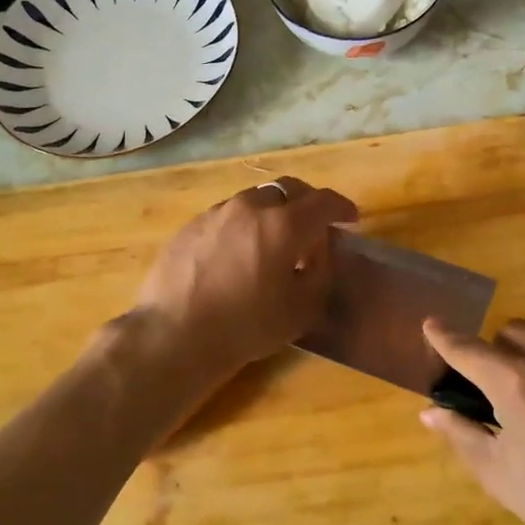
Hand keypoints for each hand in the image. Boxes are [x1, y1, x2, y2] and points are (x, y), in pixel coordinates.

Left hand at [128, 177, 357, 384]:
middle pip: (288, 189)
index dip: (342, 207)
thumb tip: (318, 251)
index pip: (323, 201)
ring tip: (273, 241)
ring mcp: (217, 212)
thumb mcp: (302, 309)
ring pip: (255, 200)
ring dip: (273, 213)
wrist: (174, 335)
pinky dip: (243, 225)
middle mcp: (251, 207)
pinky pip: (228, 215)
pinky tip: (238, 253)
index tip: (350, 219)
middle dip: (307, 202)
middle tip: (314, 226)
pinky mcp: (191, 225)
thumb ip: (320, 272)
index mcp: (284, 224)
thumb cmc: (247, 326)